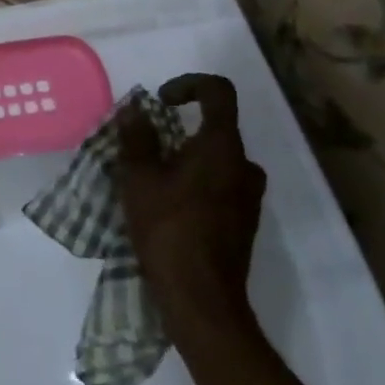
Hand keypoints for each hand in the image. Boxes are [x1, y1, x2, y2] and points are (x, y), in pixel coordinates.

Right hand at [113, 74, 267, 344]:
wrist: (202, 299)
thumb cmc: (168, 229)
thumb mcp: (139, 179)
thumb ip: (137, 138)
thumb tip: (135, 109)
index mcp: (222, 147)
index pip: (218, 92)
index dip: (188, 85)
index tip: (161, 102)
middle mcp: (244, 165)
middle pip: (215, 129)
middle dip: (179, 131)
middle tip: (146, 150)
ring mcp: (249, 197)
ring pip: (216, 161)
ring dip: (187, 160)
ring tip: (152, 181)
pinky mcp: (244, 223)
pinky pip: (220, 186)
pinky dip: (196, 184)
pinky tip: (168, 208)